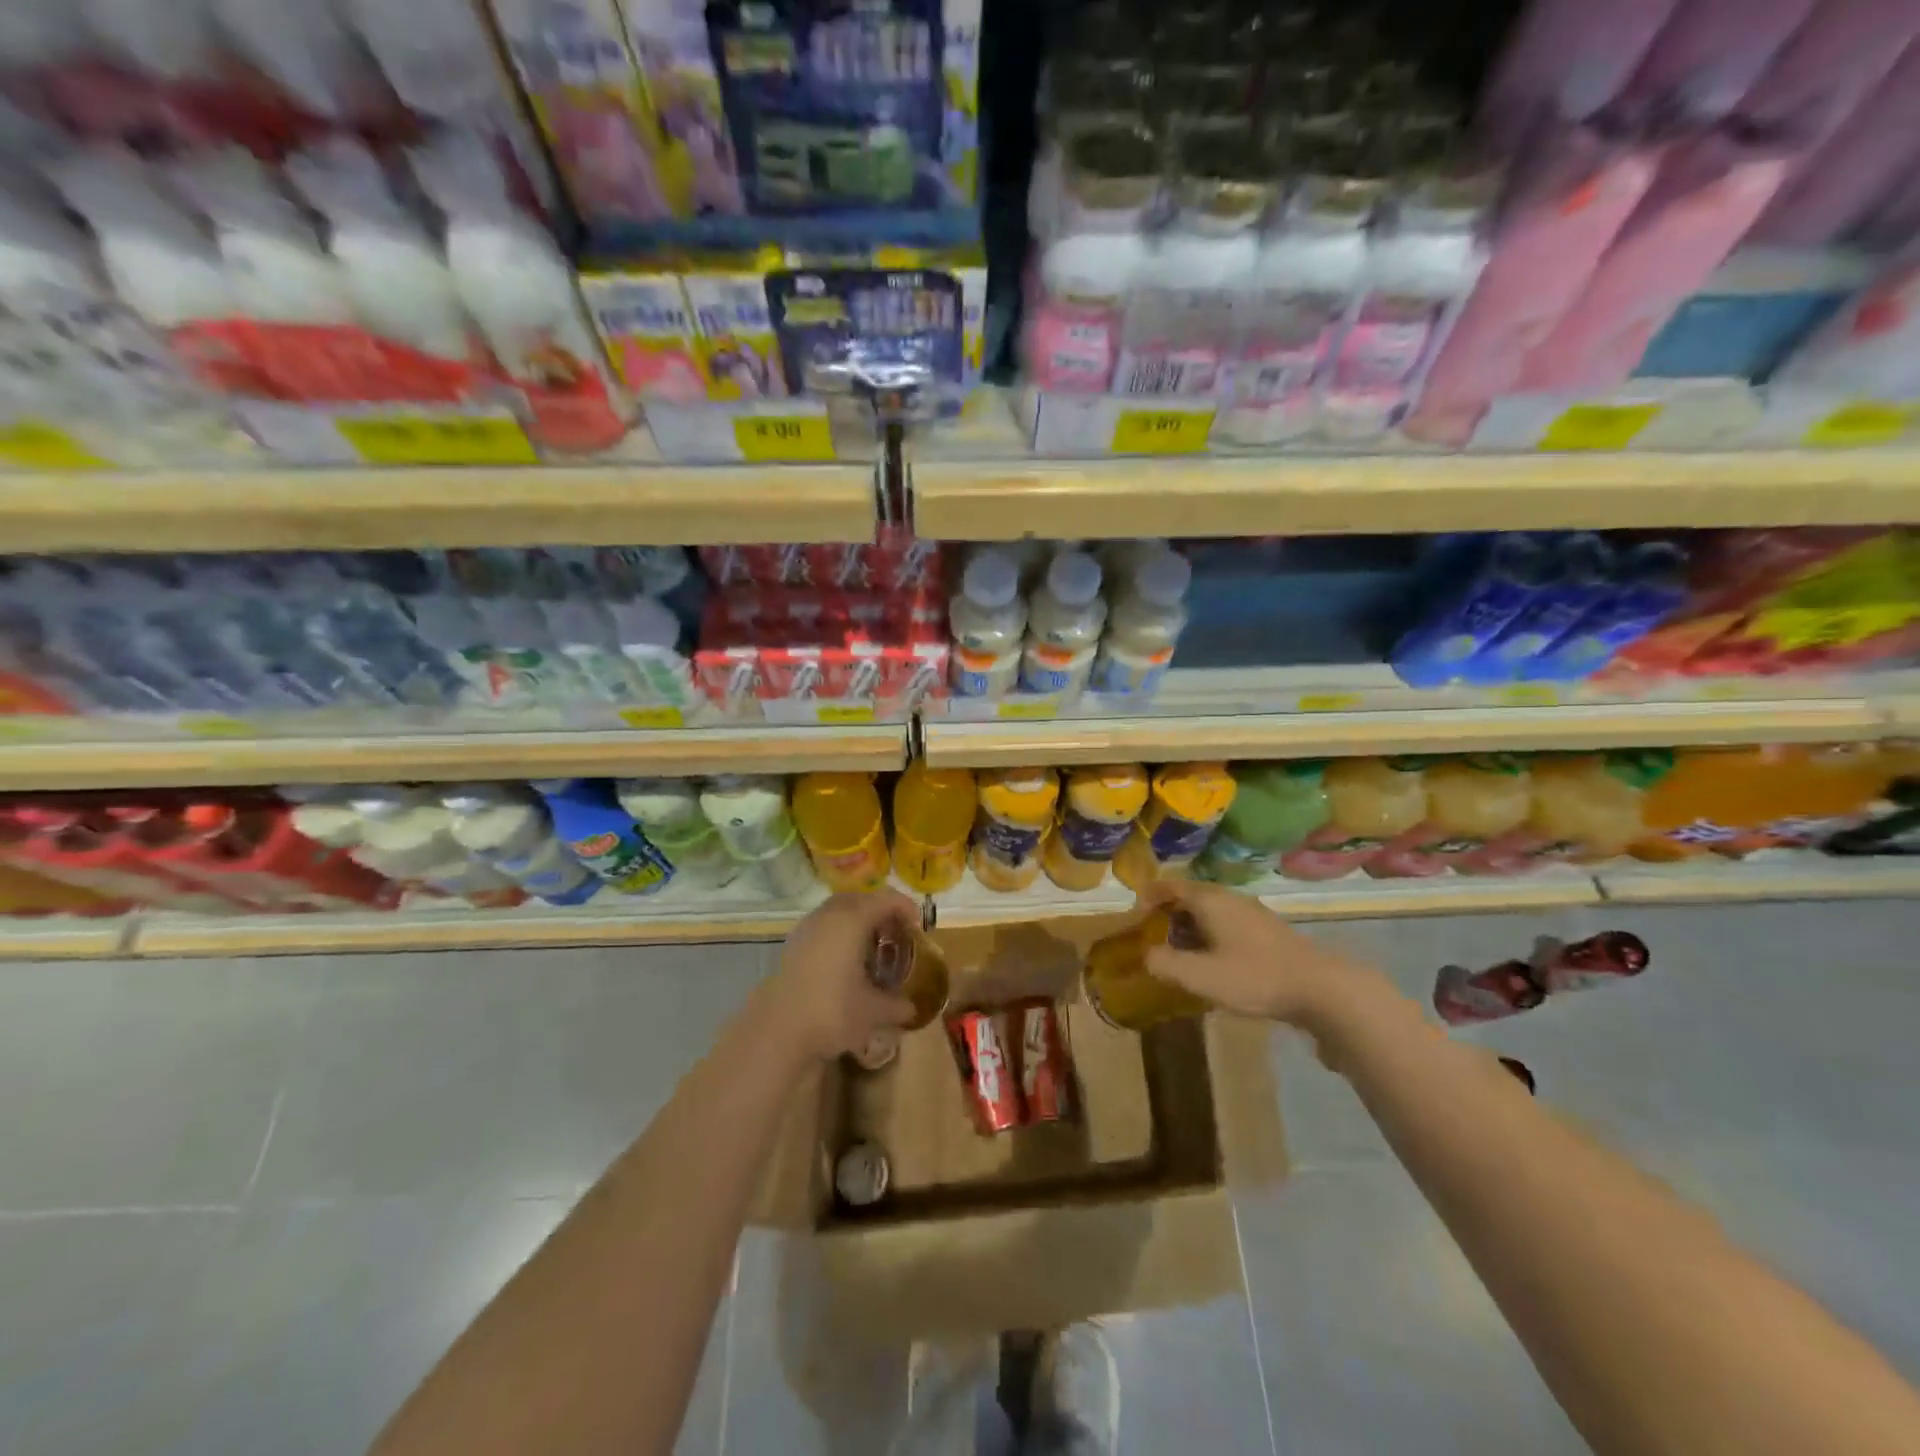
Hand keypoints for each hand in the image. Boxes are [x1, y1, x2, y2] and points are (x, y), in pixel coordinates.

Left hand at [761, 889, 919, 1061]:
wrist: (776, 1030)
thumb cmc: (832, 1011)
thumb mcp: (872, 1011)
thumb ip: (896, 1006)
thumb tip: (912, 1009)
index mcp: (853, 919)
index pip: (887, 899)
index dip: (906, 908)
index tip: (918, 927)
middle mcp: (829, 915)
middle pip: (860, 899)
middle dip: (880, 911)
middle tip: (895, 933)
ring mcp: (807, 927)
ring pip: (838, 911)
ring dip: (857, 921)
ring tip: (871, 947)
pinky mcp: (792, 944)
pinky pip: (822, 926)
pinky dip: (838, 933)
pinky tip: (845, 961)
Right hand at [1139, 879, 1375, 1031]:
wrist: (1322, 989)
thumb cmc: (1254, 977)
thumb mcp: (1201, 976)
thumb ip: (1166, 964)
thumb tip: (1146, 955)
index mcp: (1210, 901)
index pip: (1170, 886)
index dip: (1149, 897)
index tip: (1134, 914)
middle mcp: (1230, 899)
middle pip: (1190, 897)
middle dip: (1168, 914)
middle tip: (1153, 937)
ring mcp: (1252, 913)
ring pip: (1211, 911)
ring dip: (1191, 927)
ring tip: (1180, 953)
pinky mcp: (1268, 931)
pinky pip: (1228, 924)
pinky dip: (1211, 936)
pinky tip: (1214, 962)